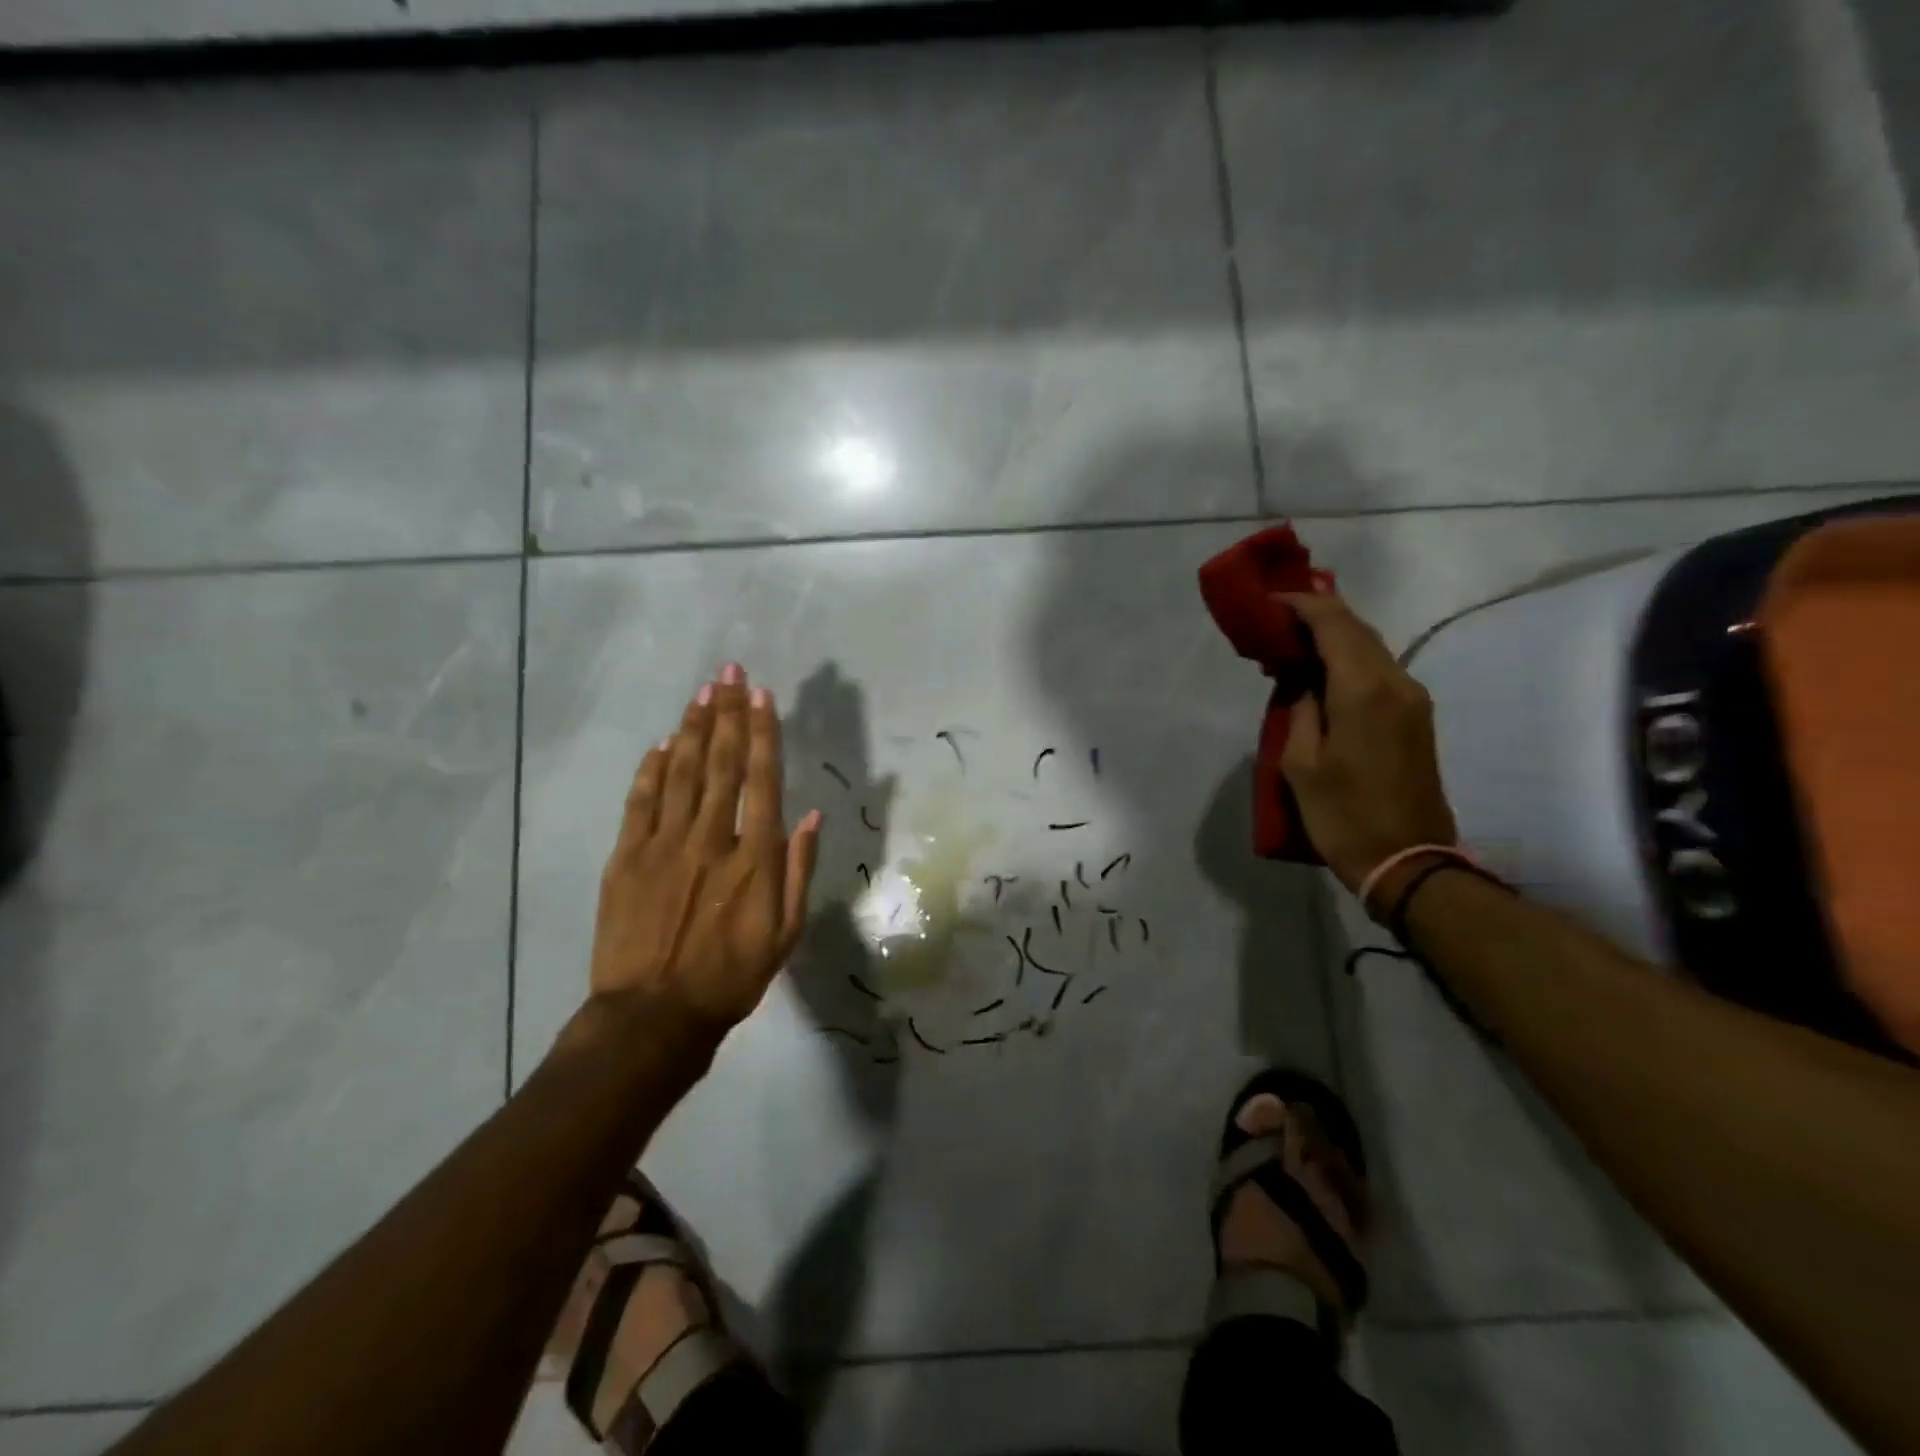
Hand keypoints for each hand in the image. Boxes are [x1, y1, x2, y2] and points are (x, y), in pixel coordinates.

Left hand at [587, 664, 821, 1034]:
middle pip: (721, 764)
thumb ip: (798, 870)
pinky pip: (639, 802)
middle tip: (729, 673)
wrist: (654, 1016)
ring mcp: (663, 845)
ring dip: (692, 730)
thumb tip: (810, 816)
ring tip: (702, 694)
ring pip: (680, 773)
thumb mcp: (785, 932)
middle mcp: (710, 839)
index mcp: (754, 857)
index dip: (763, 733)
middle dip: (727, 714)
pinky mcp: (625, 858)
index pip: (762, 780)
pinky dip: (650, 770)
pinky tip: (660, 744)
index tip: (762, 696)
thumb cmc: (731, 977)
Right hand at [1278, 591, 1457, 911]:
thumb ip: (1299, 708)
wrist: (1408, 861)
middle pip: (1356, 630)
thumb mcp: (1301, 763)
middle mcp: (1397, 683)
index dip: (1300, 605)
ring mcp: (1413, 700)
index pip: (1333, 623)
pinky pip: (1379, 672)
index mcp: (1364, 690)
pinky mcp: (1416, 718)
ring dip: (1332, 640)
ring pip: (1370, 649)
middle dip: (1316, 617)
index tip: (1269, 602)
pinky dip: (1347, 662)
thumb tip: (1302, 681)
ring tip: (1291, 647)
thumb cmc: (1344, 814)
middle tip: (1275, 622)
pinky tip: (1321, 675)